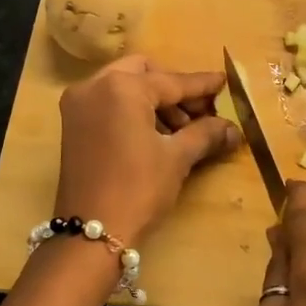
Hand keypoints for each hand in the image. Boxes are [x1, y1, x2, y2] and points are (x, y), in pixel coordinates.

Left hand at [53, 54, 240, 241]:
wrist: (92, 233)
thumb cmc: (138, 188)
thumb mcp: (177, 157)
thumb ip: (205, 133)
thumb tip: (233, 129)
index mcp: (121, 87)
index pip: (171, 81)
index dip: (201, 85)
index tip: (224, 82)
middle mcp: (94, 86)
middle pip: (143, 73)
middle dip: (173, 89)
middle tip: (200, 112)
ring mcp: (78, 105)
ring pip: (124, 87)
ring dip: (155, 102)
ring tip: (182, 130)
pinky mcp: (72, 124)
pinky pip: (109, 103)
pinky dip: (133, 111)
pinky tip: (157, 135)